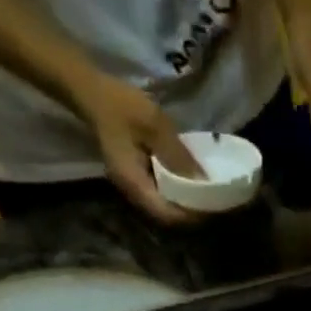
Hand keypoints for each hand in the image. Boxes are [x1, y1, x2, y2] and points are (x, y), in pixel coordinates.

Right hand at [73, 73, 204, 224]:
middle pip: (167, 216)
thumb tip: (203, 182)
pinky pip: (161, 195)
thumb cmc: (122, 106)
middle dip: (192, 214)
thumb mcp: (154, 125)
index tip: (212, 208)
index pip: (167, 214)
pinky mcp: (138, 179)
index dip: (191, 216)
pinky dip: (178, 194)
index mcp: (134, 184)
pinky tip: (193, 184)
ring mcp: (134, 188)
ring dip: (186, 206)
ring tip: (209, 198)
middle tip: (216, 205)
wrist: (94, 94)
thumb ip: (178, 155)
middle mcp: (133, 193)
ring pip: (165, 208)